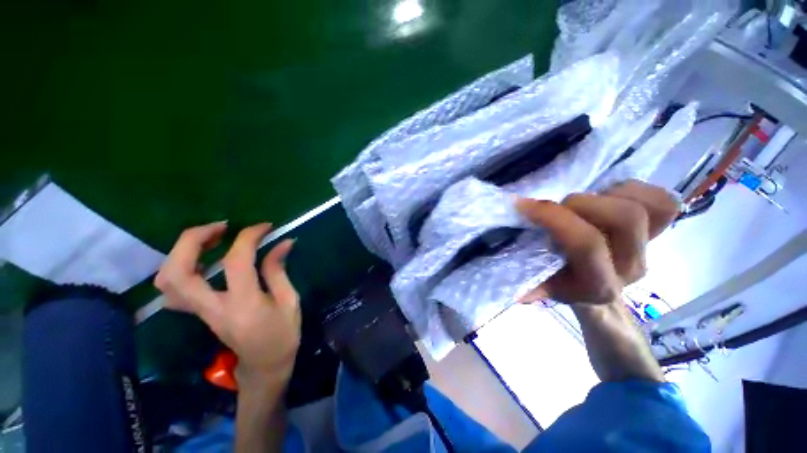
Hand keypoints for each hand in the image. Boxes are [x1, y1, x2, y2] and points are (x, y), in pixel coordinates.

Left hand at [155, 222, 300, 382]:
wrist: (264, 366)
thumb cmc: (283, 335)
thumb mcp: (289, 301)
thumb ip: (278, 270)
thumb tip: (282, 242)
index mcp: (244, 305)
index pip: (236, 262)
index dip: (249, 237)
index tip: (265, 227)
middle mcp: (212, 308)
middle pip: (178, 272)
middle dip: (193, 239)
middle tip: (221, 227)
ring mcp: (199, 312)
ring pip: (167, 280)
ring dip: (182, 251)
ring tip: (210, 238)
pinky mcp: (197, 313)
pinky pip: (173, 288)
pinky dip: (180, 266)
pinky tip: (202, 258)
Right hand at [517, 180, 679, 305]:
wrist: (596, 288)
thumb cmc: (563, 284)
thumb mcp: (541, 288)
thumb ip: (530, 285)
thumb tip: (509, 288)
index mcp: (598, 284)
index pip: (585, 243)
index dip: (553, 217)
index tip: (523, 204)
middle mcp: (630, 266)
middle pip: (626, 218)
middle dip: (583, 203)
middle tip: (559, 206)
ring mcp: (649, 248)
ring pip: (649, 207)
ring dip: (611, 194)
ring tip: (585, 201)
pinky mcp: (660, 232)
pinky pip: (664, 203)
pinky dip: (637, 191)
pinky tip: (609, 197)